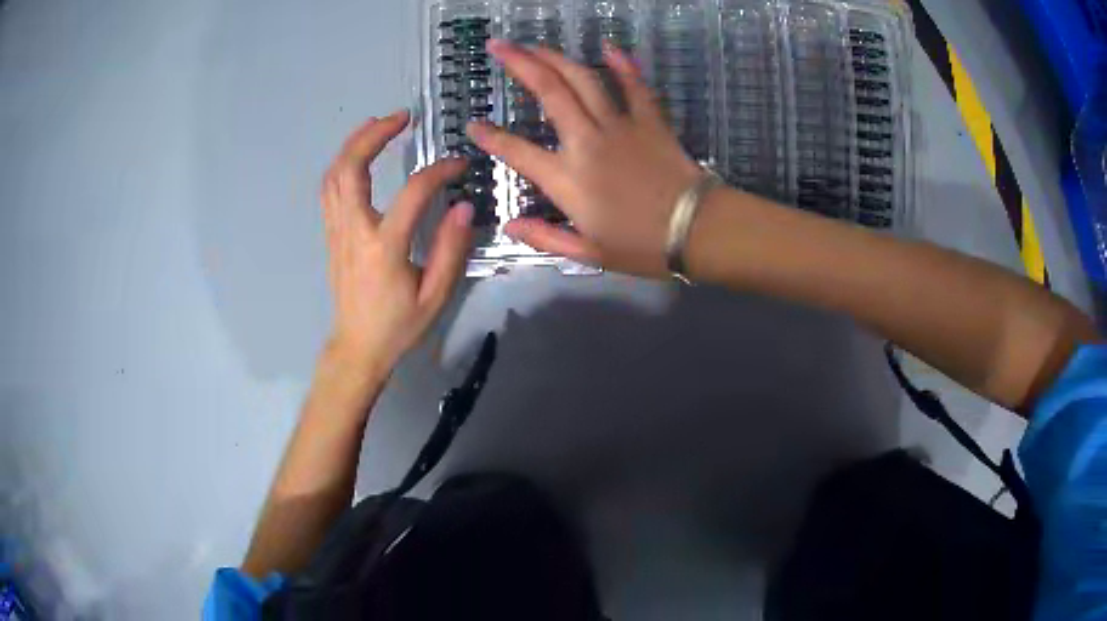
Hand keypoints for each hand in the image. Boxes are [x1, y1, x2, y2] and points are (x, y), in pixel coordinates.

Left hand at [322, 111, 472, 376]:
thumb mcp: (435, 296)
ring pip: (333, 175)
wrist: (357, 348)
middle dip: (372, 135)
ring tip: (378, 124)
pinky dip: (343, 163)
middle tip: (400, 117)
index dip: (438, 172)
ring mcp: (337, 232)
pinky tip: (358, 154)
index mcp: (383, 248)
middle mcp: (354, 232)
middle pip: (350, 169)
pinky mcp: (331, 235)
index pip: (412, 193)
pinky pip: (329, 190)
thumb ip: (450, 249)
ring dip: (353, 143)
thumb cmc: (398, 326)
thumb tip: (462, 206)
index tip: (458, 164)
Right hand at [466, 40, 702, 277]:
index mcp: (568, 179)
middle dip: (520, 64)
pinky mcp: (650, 121)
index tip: (473, 125)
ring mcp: (620, 126)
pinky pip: (635, 86)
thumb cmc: (642, 247)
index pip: (517, 151)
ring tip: (534, 44)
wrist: (696, 230)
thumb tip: (510, 225)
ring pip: (584, 81)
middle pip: (549, 92)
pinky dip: (623, 65)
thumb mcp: (588, 252)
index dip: (491, 138)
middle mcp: (587, 142)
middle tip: (498, 45)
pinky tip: (609, 47)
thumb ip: (545, 236)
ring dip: (556, 57)